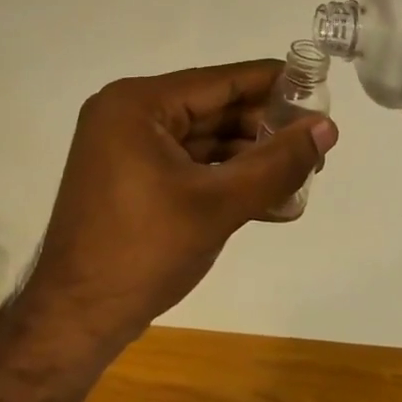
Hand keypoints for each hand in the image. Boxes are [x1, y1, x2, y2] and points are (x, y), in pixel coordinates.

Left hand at [17, 61, 338, 353]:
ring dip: (249, 158)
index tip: (317, 87)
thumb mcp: (218, 204)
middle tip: (315, 143)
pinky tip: (269, 199)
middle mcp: (128, 113)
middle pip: (212, 108)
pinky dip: (224, 178)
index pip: (219, 80)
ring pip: (203, 139)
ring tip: (303, 174)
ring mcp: (126, 146)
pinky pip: (187, 164)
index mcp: (138, 103)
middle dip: (264, 128)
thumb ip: (276, 163)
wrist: (74, 321)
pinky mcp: (130, 176)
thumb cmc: (143, 252)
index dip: (272, 82)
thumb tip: (327, 127)